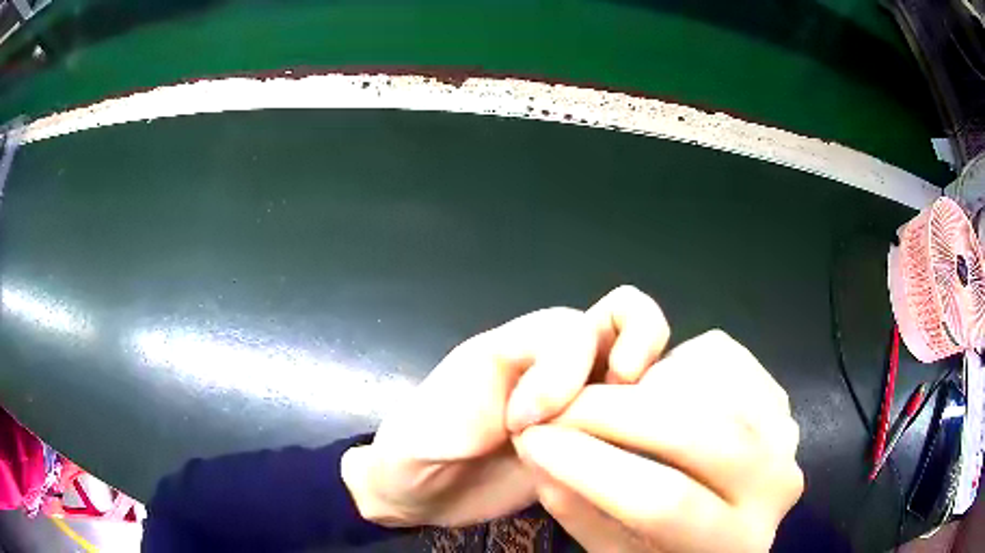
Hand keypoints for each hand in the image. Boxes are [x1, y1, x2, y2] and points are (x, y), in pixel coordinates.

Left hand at [341, 286, 669, 526]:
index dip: (562, 373)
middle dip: (639, 346)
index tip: (526, 423)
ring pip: (641, 361)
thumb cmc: (418, 451)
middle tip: (618, 402)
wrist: (423, 492)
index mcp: (517, 345)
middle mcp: (557, 361)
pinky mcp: (591, 434)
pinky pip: (637, 411)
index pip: (572, 329)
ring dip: (649, 386)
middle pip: (624, 318)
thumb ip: (485, 399)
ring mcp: (579, 396)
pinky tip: (627, 458)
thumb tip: (550, 410)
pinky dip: (647, 422)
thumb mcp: (434, 422)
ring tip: (623, 437)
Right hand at [513, 330, 803, 551]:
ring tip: (607, 401)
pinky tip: (655, 385)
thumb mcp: (617, 552)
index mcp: (734, 543)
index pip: (664, 501)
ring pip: (713, 384)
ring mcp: (785, 434)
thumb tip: (538, 449)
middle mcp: (776, 486)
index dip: (591, 467)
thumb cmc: (667, 551)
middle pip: (696, 433)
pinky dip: (679, 358)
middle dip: (613, 411)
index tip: (534, 440)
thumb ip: (580, 508)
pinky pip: (725, 357)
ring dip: (646, 384)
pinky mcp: (778, 399)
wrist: (731, 531)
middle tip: (561, 408)